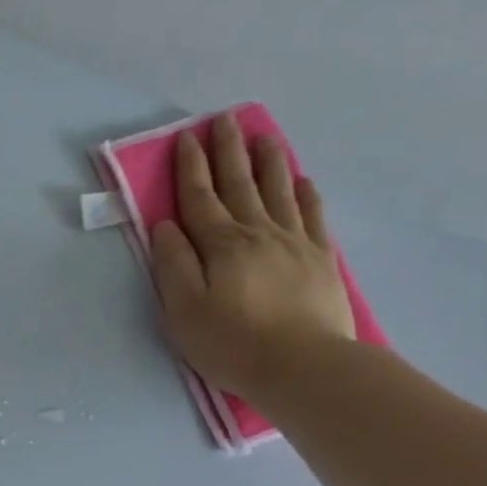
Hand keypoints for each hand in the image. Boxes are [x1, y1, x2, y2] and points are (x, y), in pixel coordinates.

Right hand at [150, 112, 355, 400]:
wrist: (303, 366)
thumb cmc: (232, 344)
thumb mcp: (183, 311)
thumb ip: (173, 265)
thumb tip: (165, 226)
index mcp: (220, 245)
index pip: (200, 197)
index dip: (191, 167)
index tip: (187, 137)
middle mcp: (257, 233)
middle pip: (240, 184)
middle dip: (229, 151)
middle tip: (225, 119)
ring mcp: (294, 243)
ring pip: (278, 191)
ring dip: (268, 161)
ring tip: (264, 136)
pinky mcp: (321, 259)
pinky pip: (312, 215)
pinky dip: (305, 194)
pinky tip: (301, 180)